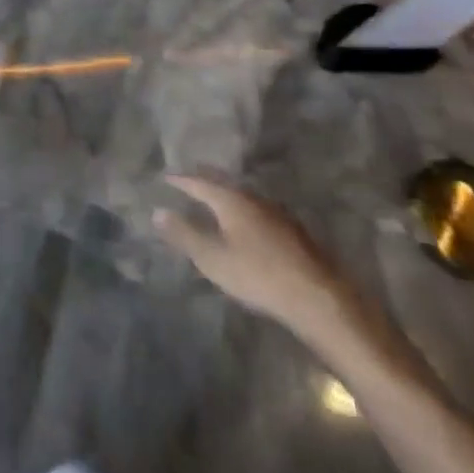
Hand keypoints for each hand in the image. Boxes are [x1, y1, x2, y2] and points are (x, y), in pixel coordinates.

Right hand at [154, 175, 364, 351]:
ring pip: (242, 195)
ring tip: (212, 197)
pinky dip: (241, 207)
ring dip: (224, 193)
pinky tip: (243, 221)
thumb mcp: (212, 258)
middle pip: (223, 182)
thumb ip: (184, 234)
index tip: (166, 176)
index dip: (181, 180)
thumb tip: (157, 211)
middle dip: (204, 180)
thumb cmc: (257, 274)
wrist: (316, 296)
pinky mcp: (290, 229)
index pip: (199, 182)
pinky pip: (256, 208)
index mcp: (231, 199)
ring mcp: (275, 212)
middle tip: (188, 178)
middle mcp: (253, 197)